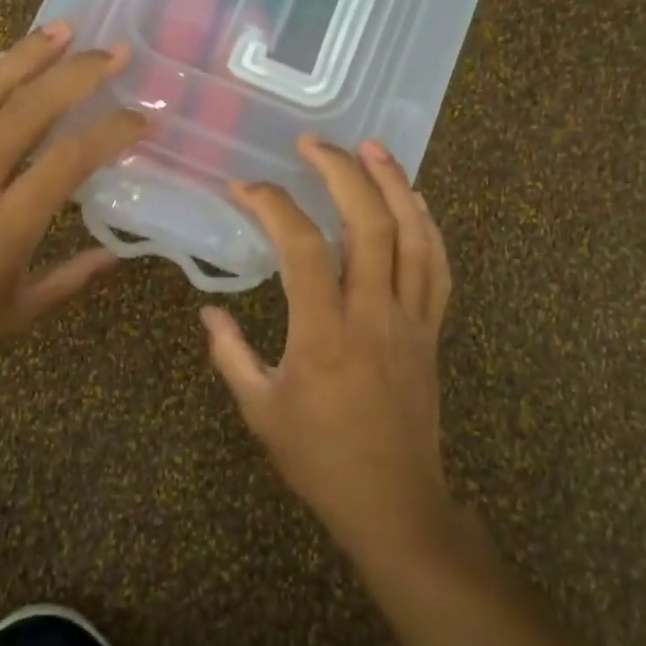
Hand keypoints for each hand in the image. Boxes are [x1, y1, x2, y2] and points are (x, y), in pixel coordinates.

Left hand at [0, 22, 145, 398]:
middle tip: (115, 51)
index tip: (143, 116)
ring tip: (63, 29)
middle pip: (30, 109)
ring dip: (28, 55)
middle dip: (78, 73)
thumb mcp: (16, 315)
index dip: (112, 131)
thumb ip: (70, 279)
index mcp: (9, 225)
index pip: (71, 159)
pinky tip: (1, 59)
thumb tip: (116, 255)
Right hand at [201, 136, 456, 563]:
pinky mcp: (431, 332)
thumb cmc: (320, 460)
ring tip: (373, 147)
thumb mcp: (261, 410)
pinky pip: (437, 269)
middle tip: (315, 143)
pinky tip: (415, 201)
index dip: (273, 207)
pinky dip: (428, 227)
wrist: (393, 501)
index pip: (301, 248)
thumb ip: (231, 355)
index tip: (245, 188)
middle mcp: (372, 314)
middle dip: (342, 173)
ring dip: (394, 184)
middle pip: (367, 224)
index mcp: (323, 333)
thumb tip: (209, 314)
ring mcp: (410, 320)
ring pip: (413, 236)